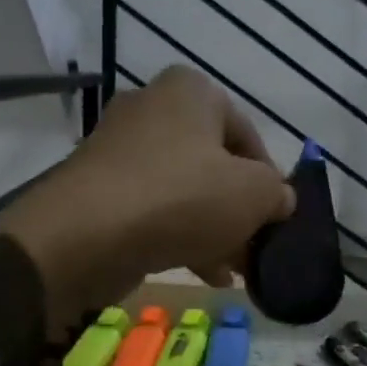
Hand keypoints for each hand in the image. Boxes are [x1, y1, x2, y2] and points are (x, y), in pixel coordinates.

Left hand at [2, 66, 294, 322]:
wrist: (87, 235)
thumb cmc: (182, 198)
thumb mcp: (252, 194)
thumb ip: (277, 193)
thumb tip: (280, 199)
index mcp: (190, 92)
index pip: (246, 133)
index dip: (269, 178)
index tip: (278, 216)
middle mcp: (152, 109)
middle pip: (213, 165)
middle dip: (239, 211)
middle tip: (256, 247)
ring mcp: (120, 151)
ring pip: (184, 192)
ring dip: (214, 231)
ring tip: (235, 269)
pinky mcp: (100, 191)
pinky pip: (153, 211)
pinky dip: (181, 237)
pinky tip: (205, 273)